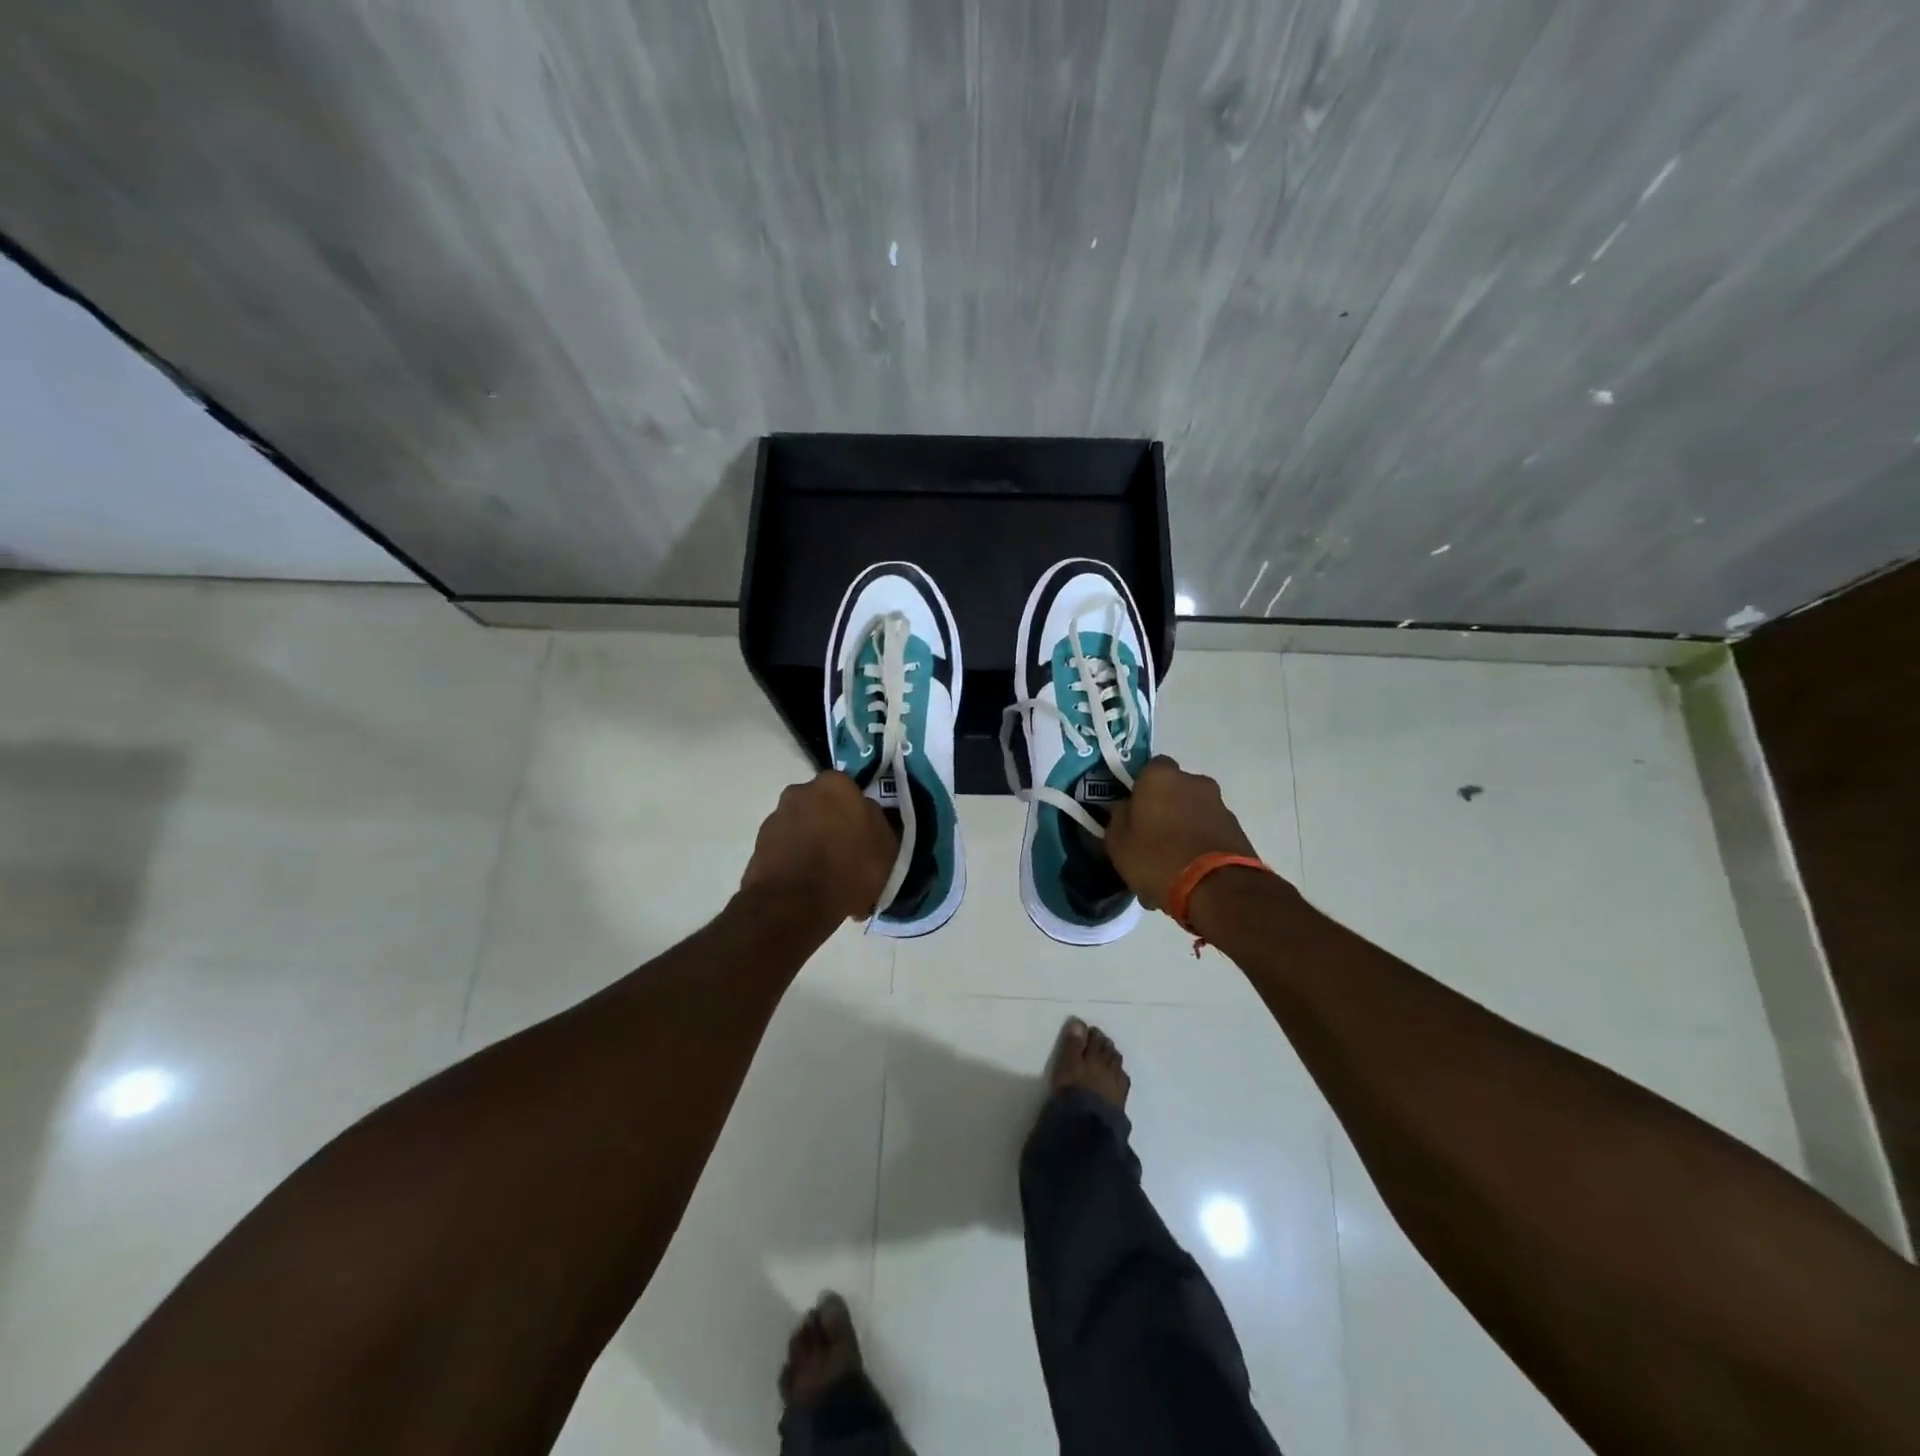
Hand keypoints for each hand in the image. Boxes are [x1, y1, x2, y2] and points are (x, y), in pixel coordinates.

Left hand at [741, 771, 897, 920]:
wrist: (794, 903)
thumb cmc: (849, 868)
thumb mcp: (886, 847)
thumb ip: (877, 821)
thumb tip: (866, 814)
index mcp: (834, 784)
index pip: (850, 790)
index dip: (858, 813)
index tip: (865, 835)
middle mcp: (800, 791)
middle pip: (823, 807)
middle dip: (833, 825)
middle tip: (846, 856)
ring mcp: (776, 817)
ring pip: (803, 828)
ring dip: (813, 844)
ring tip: (827, 879)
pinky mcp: (759, 844)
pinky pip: (786, 849)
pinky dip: (796, 862)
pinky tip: (809, 887)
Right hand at [1105, 756, 1260, 910]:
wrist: (1217, 890)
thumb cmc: (1157, 858)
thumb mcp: (1118, 843)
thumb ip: (1119, 817)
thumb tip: (1127, 808)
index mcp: (1161, 776)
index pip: (1148, 768)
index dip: (1140, 787)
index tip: (1133, 810)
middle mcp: (1194, 781)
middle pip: (1175, 789)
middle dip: (1165, 806)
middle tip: (1152, 835)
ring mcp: (1220, 805)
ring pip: (1194, 811)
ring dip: (1184, 826)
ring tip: (1172, 861)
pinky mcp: (1238, 830)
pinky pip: (1210, 831)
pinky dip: (1200, 843)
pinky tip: (1190, 870)